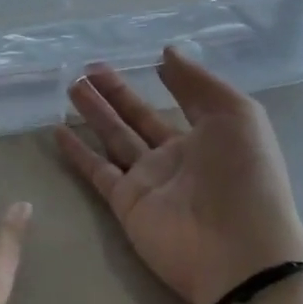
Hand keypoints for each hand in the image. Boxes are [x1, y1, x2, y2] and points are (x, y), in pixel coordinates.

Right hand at [55, 48, 302, 303]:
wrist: (237, 251)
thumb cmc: (244, 175)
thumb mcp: (236, 115)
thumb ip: (198, 82)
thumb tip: (167, 52)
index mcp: (209, 137)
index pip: (183, 101)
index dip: (168, 81)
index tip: (147, 59)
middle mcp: (176, 157)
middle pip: (138, 117)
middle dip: (116, 92)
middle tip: (89, 67)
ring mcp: (149, 180)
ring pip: (114, 137)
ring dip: (94, 112)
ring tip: (71, 85)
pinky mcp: (126, 203)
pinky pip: (97, 170)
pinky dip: (77, 152)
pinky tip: (58, 129)